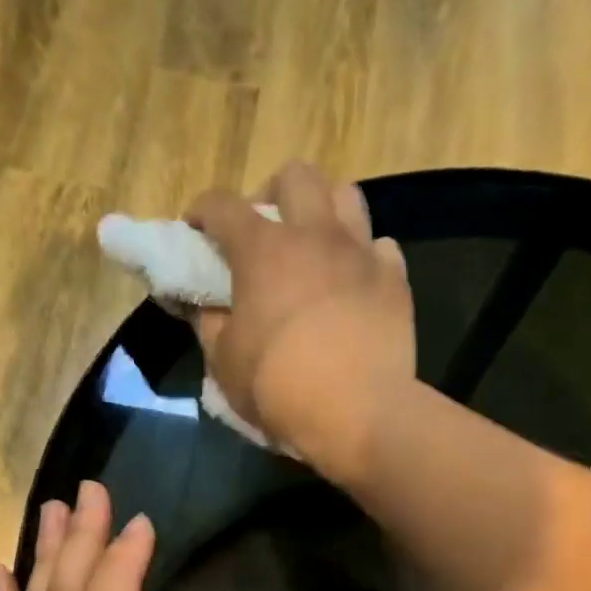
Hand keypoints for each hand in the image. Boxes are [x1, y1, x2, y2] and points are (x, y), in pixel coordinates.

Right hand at [186, 161, 414, 470]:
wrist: (359, 414)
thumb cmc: (280, 389)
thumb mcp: (226, 364)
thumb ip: (211, 325)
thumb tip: (207, 307)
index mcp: (263, 250)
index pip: (221, 205)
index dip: (201, 212)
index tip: (195, 230)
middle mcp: (314, 235)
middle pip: (295, 175)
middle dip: (272, 192)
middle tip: (265, 231)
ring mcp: (360, 253)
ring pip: (346, 196)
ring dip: (324, 211)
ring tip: (315, 246)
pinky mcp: (395, 280)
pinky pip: (380, 247)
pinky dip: (364, 257)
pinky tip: (355, 282)